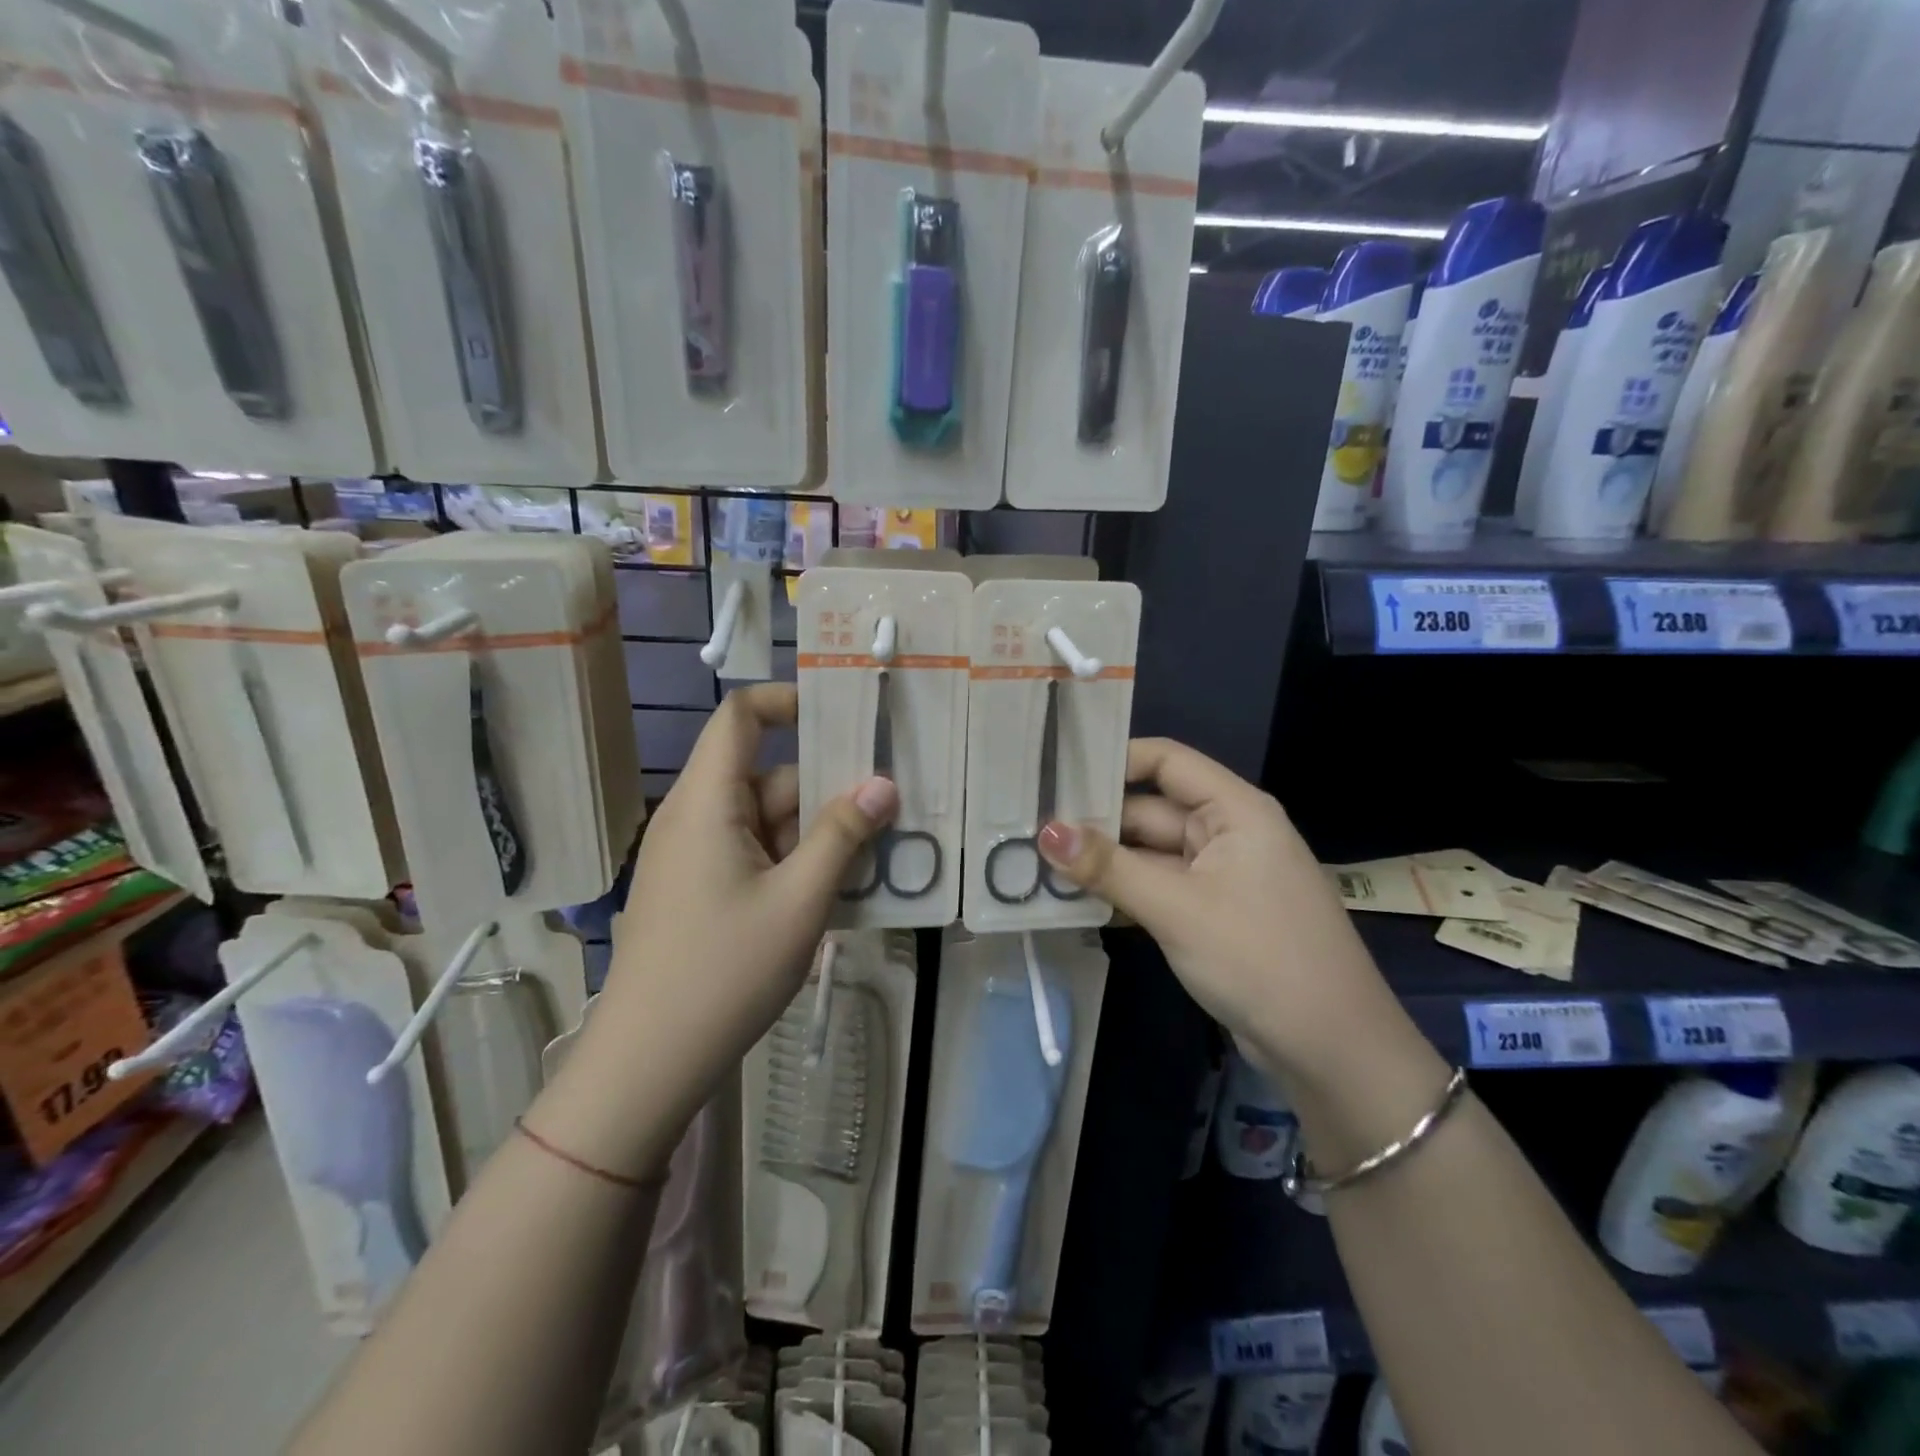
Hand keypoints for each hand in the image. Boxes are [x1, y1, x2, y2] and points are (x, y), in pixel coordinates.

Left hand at [545, 684, 895, 1172]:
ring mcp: (695, 857)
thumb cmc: (725, 971)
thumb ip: (844, 835)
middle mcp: (696, 817)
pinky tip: (837, 890)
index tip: (844, 715)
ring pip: (767, 820)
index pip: (741, 717)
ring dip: (817, 832)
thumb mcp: (800, 900)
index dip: (788, 701)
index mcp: (707, 802)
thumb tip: (883, 784)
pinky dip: (795, 861)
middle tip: (891, 803)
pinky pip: (755, 854)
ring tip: (878, 853)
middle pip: (768, 775)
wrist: (649, 1063)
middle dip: (827, 787)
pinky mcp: (700, 890)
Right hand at [1037, 737, 1397, 1080]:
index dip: (1112, 760)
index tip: (1055, 773)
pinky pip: (1156, 888)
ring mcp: (1218, 876)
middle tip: (1027, 826)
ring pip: (1148, 853)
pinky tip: (1072, 900)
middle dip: (1094, 820)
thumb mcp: (1177, 908)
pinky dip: (1121, 892)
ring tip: (1035, 860)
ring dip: (1102, 860)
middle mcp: (1227, 832)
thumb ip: (1109, 867)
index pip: (1166, 760)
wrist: (1333, 1051)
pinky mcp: (1210, 914)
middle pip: (1150, 809)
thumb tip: (1045, 831)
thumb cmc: (1260, 958)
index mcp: (1235, 810)